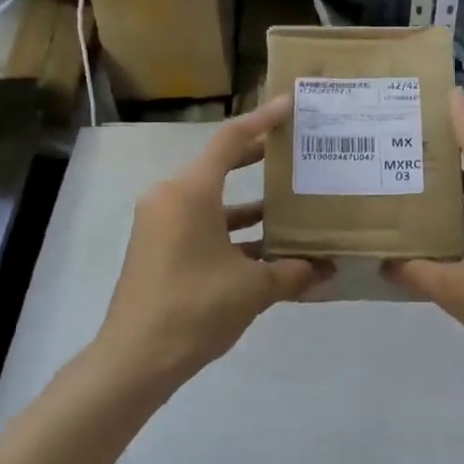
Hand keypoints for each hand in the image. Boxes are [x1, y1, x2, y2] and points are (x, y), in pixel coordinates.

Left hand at [96, 97, 330, 385]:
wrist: (135, 359)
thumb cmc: (195, 309)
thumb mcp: (253, 289)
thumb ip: (293, 272)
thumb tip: (327, 269)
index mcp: (190, 192)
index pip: (230, 141)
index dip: (263, 120)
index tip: (289, 105)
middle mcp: (171, 198)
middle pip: (219, 166)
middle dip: (257, 158)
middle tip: (294, 150)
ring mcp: (160, 224)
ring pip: (211, 200)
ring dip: (248, 203)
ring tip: (290, 203)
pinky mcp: (158, 248)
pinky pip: (201, 225)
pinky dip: (231, 230)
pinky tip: (265, 247)